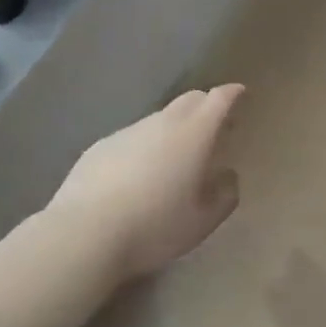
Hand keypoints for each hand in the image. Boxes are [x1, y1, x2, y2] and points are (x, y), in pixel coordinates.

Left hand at [48, 85, 243, 277]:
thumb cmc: (155, 226)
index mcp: (194, 134)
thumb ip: (225, 195)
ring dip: (174, 128)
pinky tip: (139, 173)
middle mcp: (162, 123)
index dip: (232, 94)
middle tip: (215, 125)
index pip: (218, 99)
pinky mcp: (100, 146)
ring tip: (176, 155)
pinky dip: (145, 146)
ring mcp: (128, 131)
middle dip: (206, 105)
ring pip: (159, 119)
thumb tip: (228, 176)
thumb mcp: (204, 221)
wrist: (85, 233)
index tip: (240, 93)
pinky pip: (133, 138)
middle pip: (189, 100)